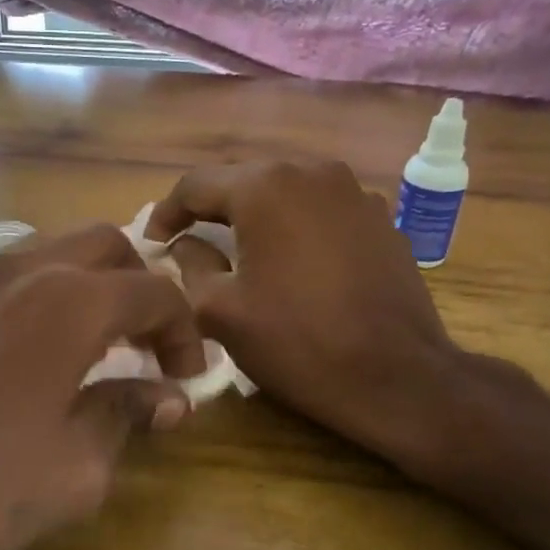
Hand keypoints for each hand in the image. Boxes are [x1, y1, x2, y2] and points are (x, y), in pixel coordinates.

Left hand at [0, 225, 205, 549]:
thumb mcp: (76, 468)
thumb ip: (127, 414)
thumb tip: (169, 396)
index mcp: (69, 302)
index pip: (155, 291)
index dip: (185, 332)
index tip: (187, 379)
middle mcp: (21, 270)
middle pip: (106, 246)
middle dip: (141, 289)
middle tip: (148, 351)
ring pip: (54, 253)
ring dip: (91, 287)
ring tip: (98, 351)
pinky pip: (10, 278)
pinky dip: (44, 298)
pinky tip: (38, 357)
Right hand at [146, 161, 484, 482]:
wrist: (396, 377)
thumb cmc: (297, 342)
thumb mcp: (220, 311)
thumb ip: (190, 265)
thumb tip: (185, 244)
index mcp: (265, 187)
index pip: (196, 183)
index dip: (167, 212)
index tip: (153, 243)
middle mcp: (312, 172)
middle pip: (244, 180)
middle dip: (211, 209)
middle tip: (188, 243)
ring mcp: (354, 192)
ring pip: (286, 192)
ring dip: (256, 216)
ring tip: (238, 250)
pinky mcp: (381, 218)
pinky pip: (321, 210)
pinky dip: (296, 227)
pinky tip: (291, 261)